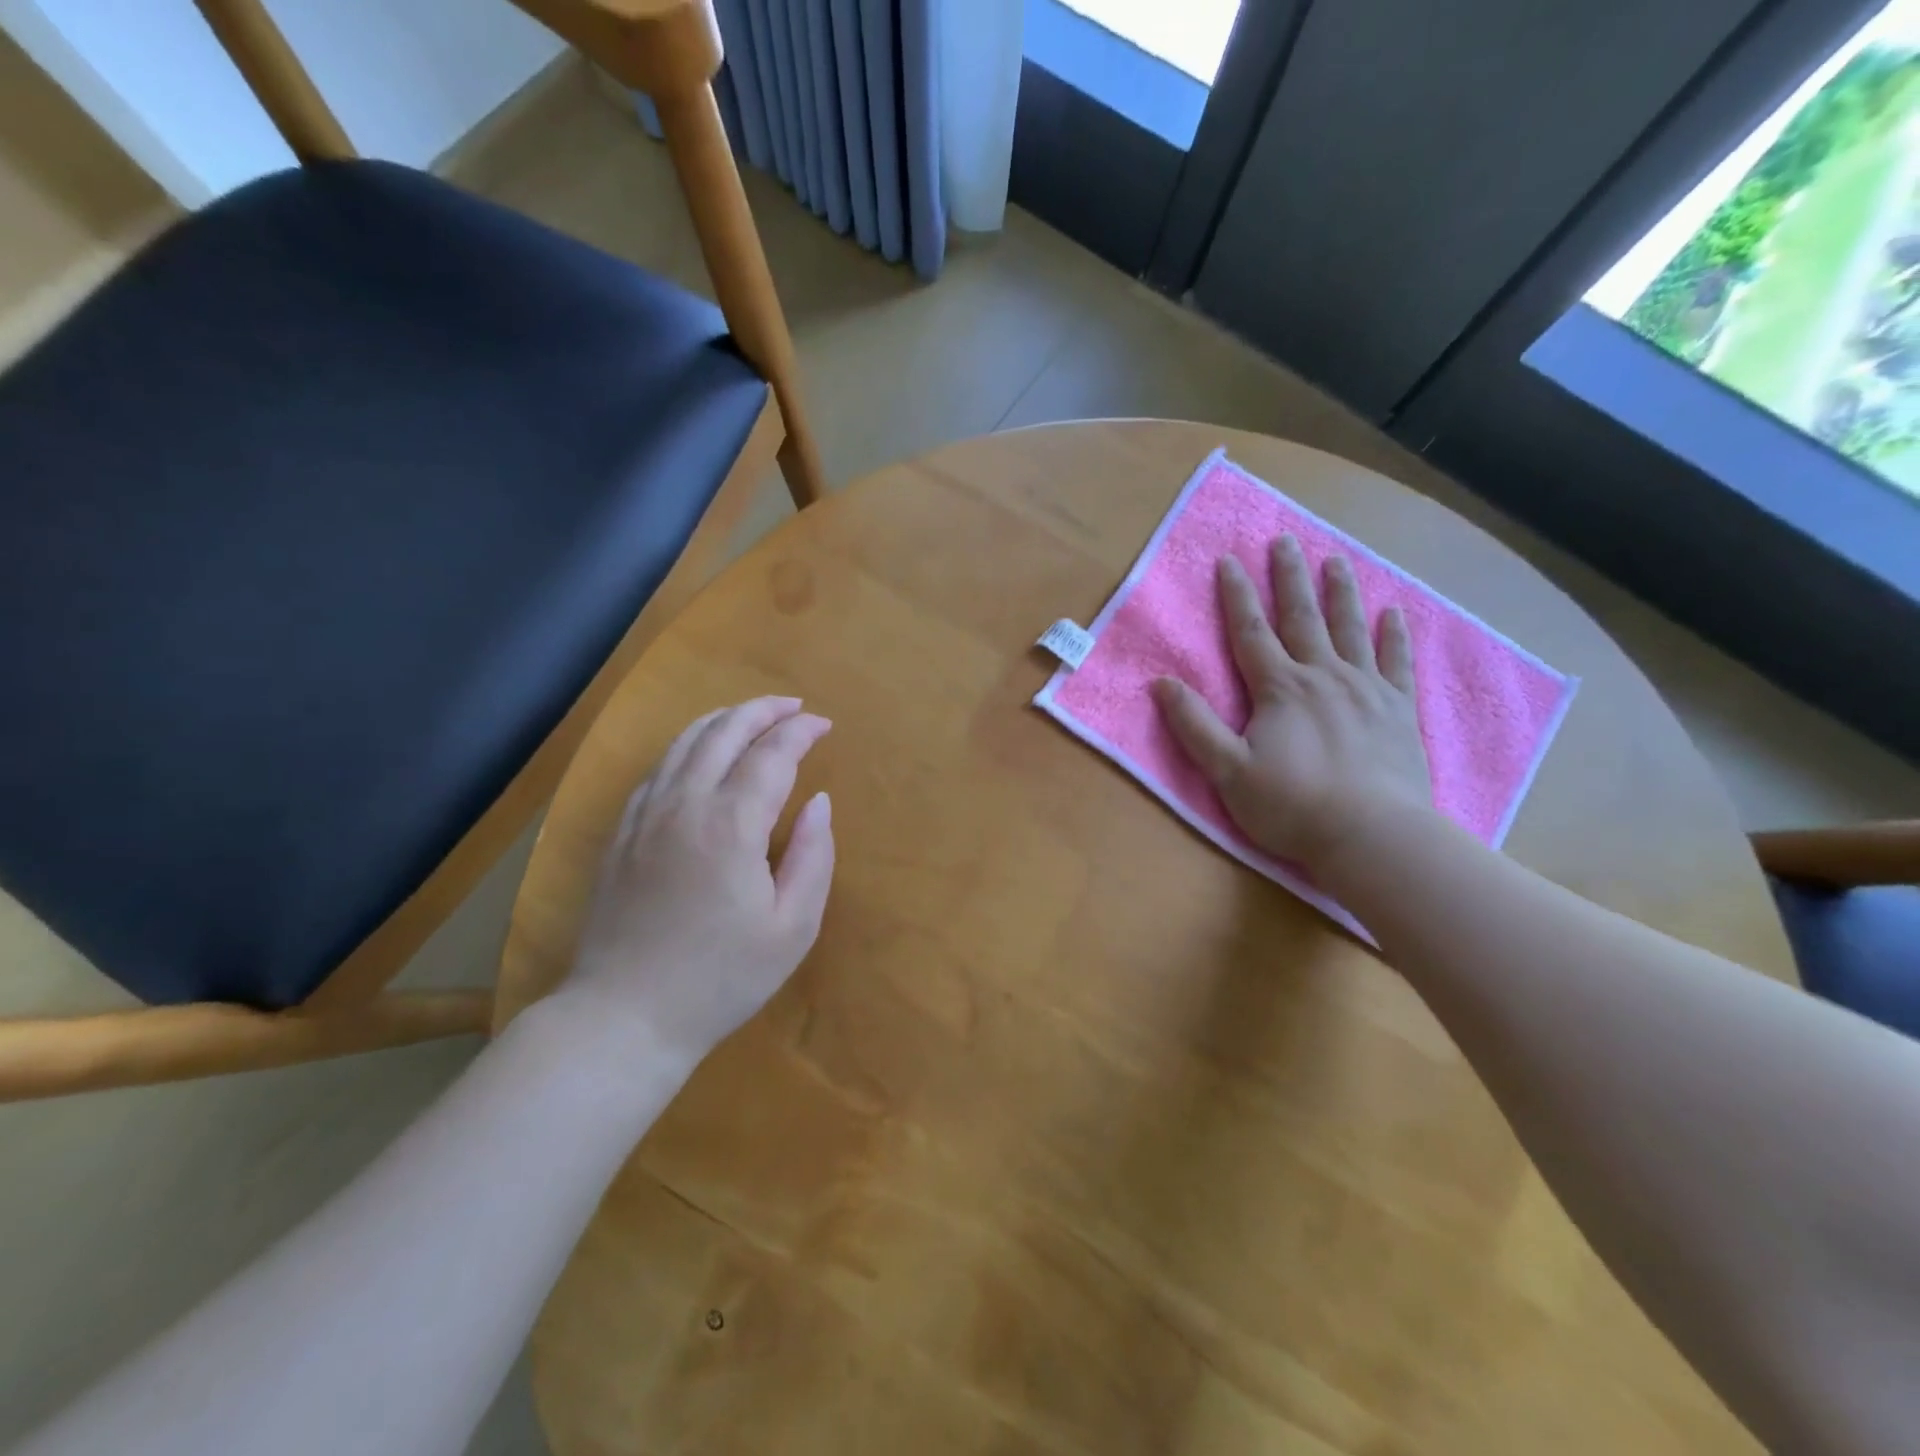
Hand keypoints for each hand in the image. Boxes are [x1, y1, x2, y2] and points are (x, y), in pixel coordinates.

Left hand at [557, 697, 835, 1070]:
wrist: (624, 1016)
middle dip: (763, 710)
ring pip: (685, 742)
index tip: (824, 725)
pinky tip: (700, 753)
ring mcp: (645, 814)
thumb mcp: (792, 928)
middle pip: (724, 732)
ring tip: (752, 716)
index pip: (772, 754)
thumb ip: (813, 856)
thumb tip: (819, 802)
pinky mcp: (622, 831)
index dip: (801, 732)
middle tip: (794, 707)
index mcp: (731, 825)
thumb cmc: (720, 978)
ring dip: (724, 719)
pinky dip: (688, 745)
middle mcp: (685, 804)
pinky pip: (658, 768)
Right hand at [1152, 536, 1432, 871]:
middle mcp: (1322, 676)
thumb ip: (1194, 725)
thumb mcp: (1227, 770)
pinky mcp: (1398, 710)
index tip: (1229, 559)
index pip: (1251, 632)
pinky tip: (1394, 613)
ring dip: (1340, 592)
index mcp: (1279, 689)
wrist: (1373, 835)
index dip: (1236, 595)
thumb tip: (1160, 684)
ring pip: (1350, 629)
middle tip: (1285, 540)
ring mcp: (1366, 689)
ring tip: (1336, 559)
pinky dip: (1394, 635)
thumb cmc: (1292, 805)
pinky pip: (1396, 662)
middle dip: (1289, 578)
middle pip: (1302, 618)